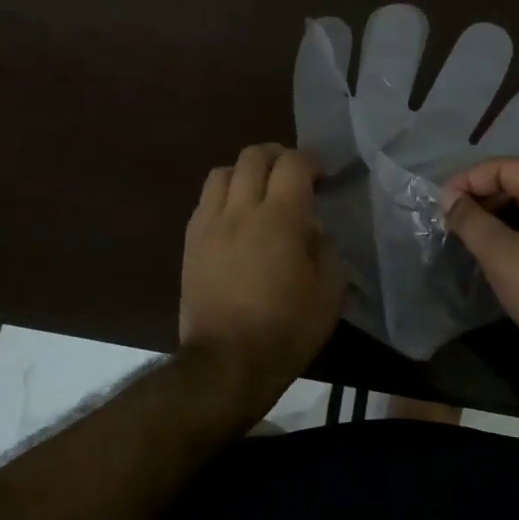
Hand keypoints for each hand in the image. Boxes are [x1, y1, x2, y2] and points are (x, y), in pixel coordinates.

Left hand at [180, 144, 342, 410]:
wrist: (226, 363)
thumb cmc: (285, 330)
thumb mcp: (328, 293)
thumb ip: (325, 249)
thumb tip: (311, 230)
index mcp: (279, 218)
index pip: (292, 164)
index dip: (310, 161)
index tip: (322, 176)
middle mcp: (240, 210)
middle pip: (253, 156)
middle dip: (277, 155)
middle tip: (292, 175)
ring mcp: (209, 224)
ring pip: (222, 172)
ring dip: (245, 172)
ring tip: (259, 192)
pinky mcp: (190, 243)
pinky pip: (205, 201)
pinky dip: (224, 196)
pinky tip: (235, 219)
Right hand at [442, 158, 518, 375]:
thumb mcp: (500, 254)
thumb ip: (470, 220)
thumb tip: (449, 198)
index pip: (506, 167)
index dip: (470, 179)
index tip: (441, 202)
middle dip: (482, 196)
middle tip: (450, 218)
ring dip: (497, 215)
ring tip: (466, 233)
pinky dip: (515, 231)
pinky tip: (494, 250)